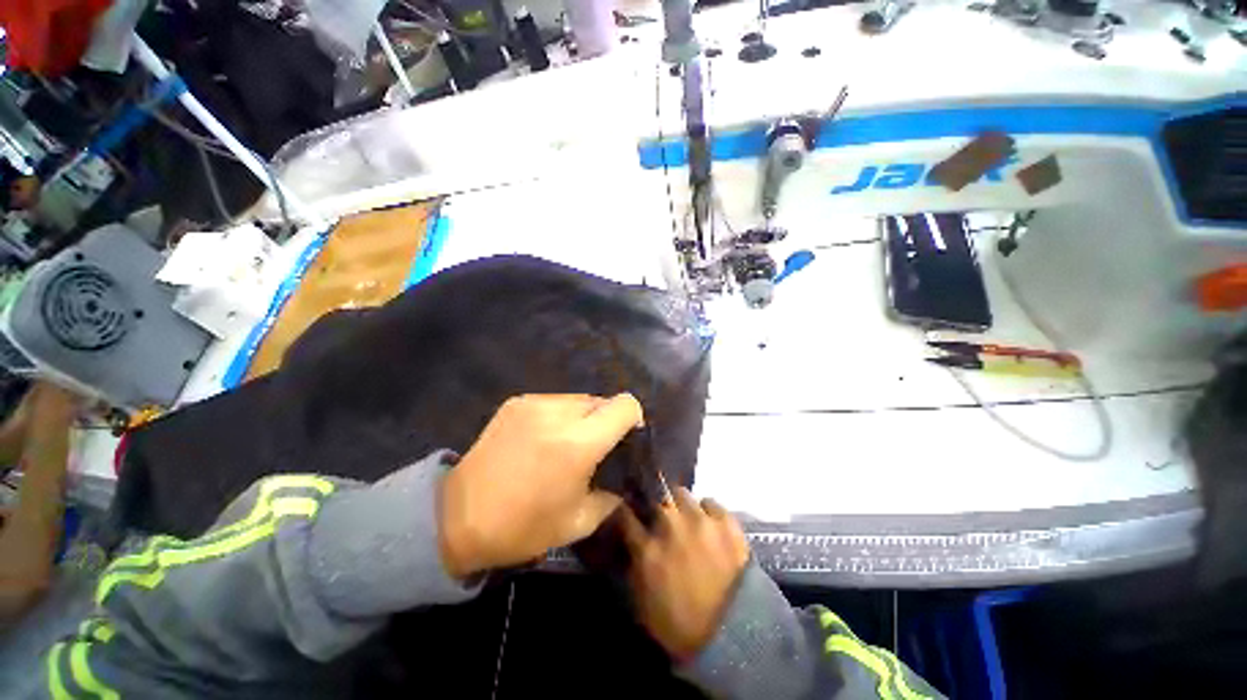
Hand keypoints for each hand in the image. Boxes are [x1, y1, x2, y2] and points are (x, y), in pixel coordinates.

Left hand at [439, 393, 642, 578]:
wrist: (456, 517)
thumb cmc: (523, 527)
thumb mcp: (579, 522)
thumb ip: (612, 495)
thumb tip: (622, 479)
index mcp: (579, 442)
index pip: (624, 405)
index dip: (632, 418)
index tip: (626, 439)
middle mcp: (559, 413)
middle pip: (602, 400)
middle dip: (606, 421)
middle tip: (595, 448)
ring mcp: (535, 403)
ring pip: (578, 399)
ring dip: (582, 418)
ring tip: (566, 443)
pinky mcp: (517, 402)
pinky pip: (553, 401)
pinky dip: (559, 416)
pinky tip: (542, 439)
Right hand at [622, 488, 750, 661]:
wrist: (734, 637)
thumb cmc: (681, 627)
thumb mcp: (642, 603)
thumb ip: (633, 565)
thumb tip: (630, 542)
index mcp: (647, 548)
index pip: (625, 514)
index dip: (625, 511)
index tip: (628, 513)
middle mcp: (671, 526)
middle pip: (656, 495)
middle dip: (655, 504)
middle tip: (660, 515)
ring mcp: (700, 520)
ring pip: (682, 493)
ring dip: (680, 505)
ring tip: (686, 517)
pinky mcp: (726, 521)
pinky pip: (710, 502)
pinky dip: (707, 511)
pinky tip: (709, 523)